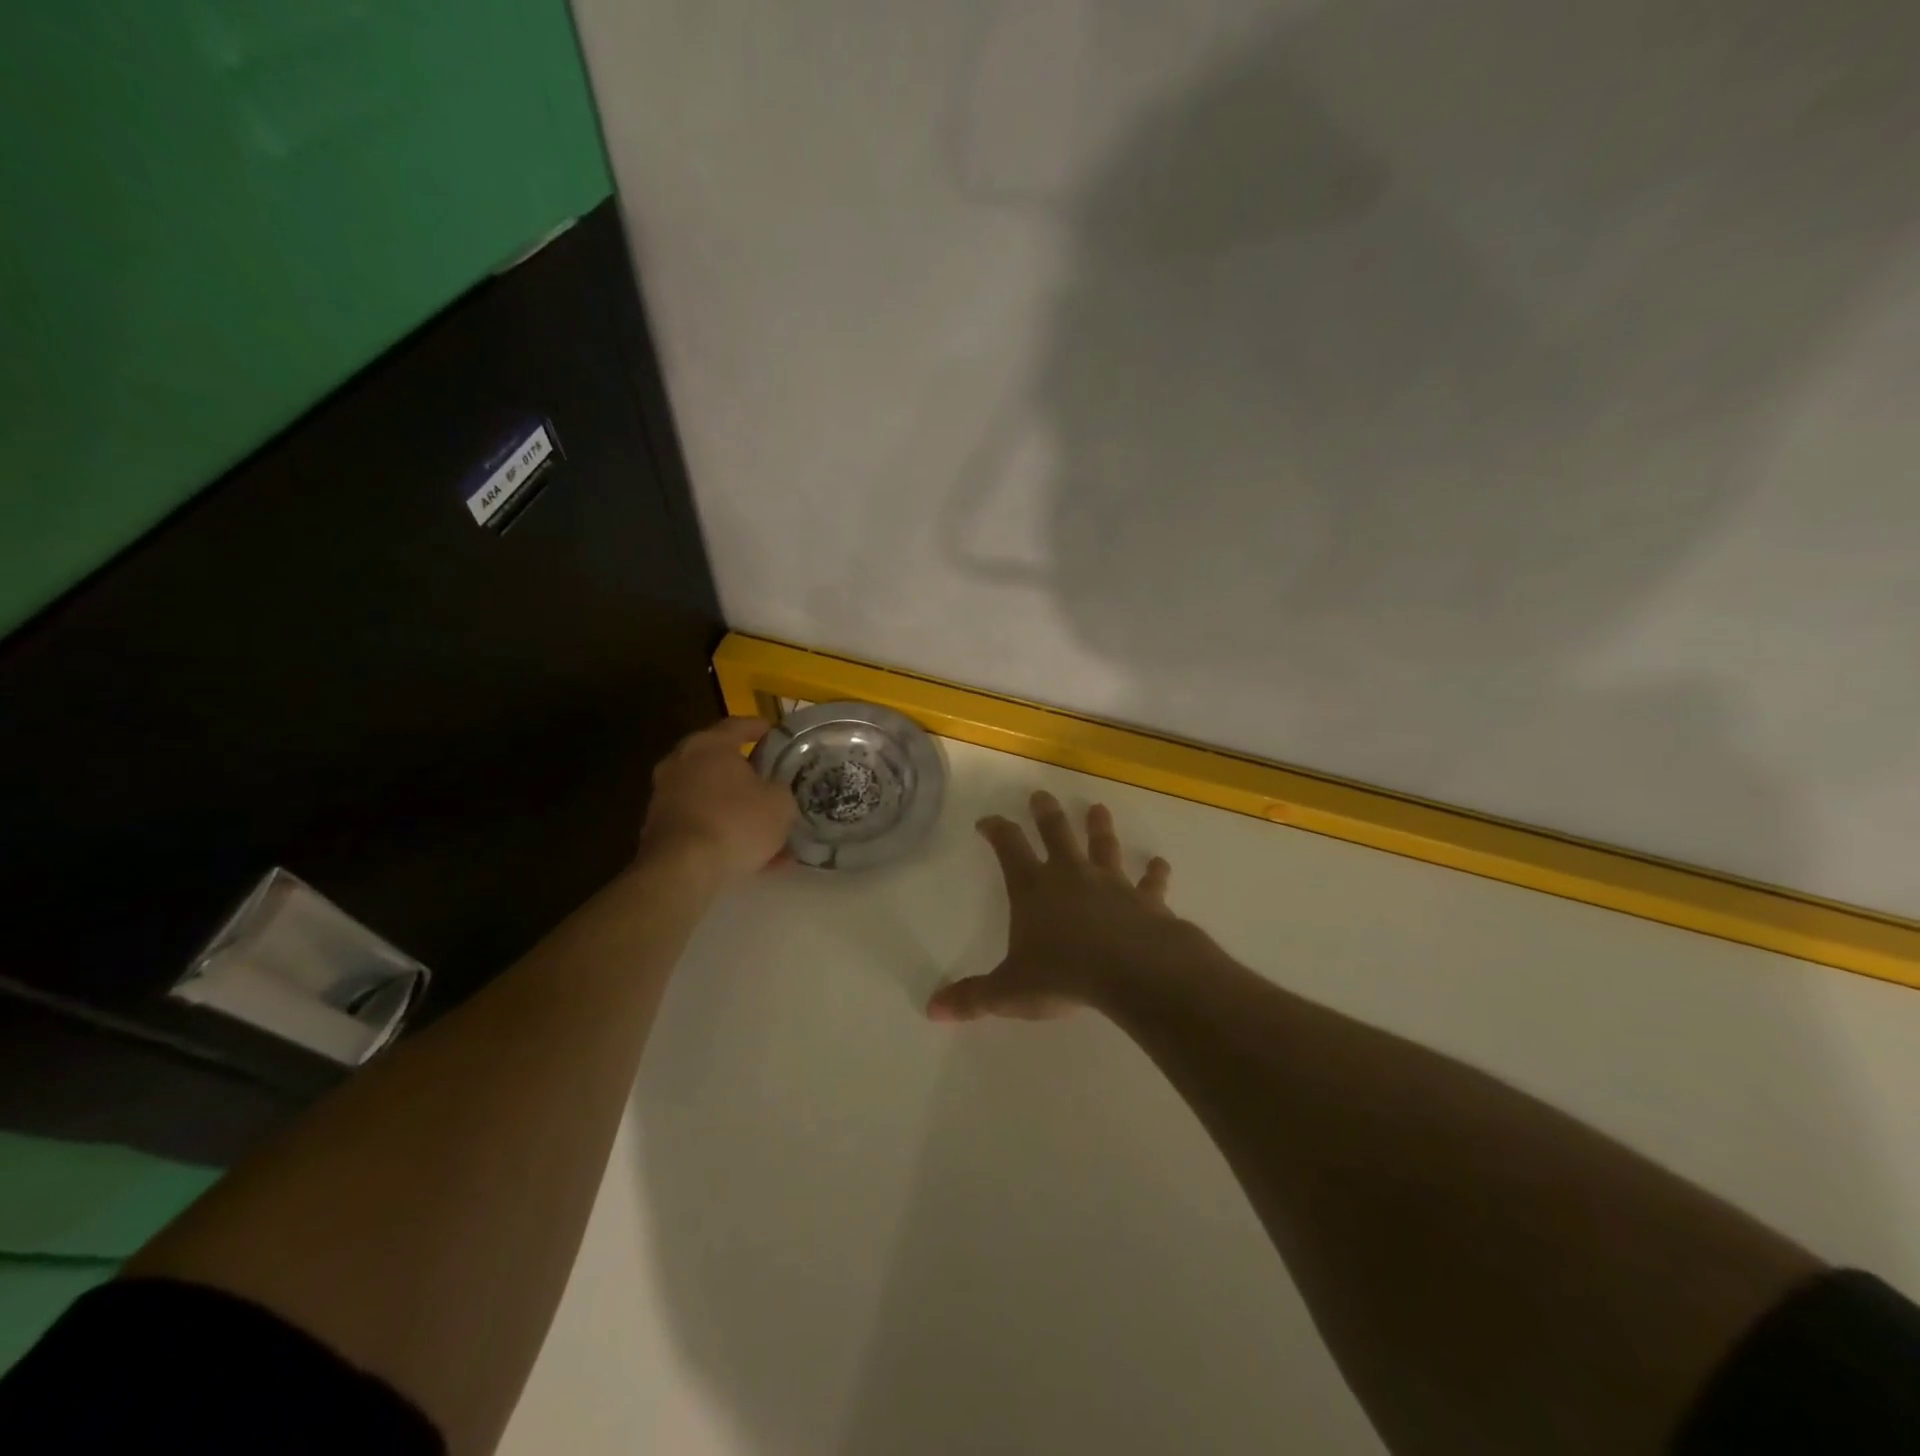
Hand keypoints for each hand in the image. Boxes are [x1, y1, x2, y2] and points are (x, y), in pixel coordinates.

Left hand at [639, 718, 794, 881]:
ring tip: (762, 828)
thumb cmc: (735, 822)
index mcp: (709, 745)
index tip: (773, 731)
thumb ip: (781, 790)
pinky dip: (720, 831)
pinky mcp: (658, 827)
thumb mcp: (780, 804)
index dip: (758, 728)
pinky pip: (699, 822)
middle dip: (744, 771)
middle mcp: (680, 762)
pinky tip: (744, 854)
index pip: (737, 725)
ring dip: (733, 807)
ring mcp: (664, 795)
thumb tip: (774, 792)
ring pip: (709, 795)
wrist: (682, 869)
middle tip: (768, 779)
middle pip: (718, 760)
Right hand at [927, 791, 1182, 1021]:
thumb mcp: (1010, 991)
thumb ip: (973, 998)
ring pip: (1103, 846)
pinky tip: (1160, 863)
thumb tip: (933, 1009)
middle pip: (1056, 833)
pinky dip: (1155, 873)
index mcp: (1033, 888)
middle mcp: (1070, 875)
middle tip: (1041, 794)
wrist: (1131, 971)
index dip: (996, 830)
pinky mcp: (1145, 899)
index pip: (1009, 847)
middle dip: (1046, 813)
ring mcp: (1111, 883)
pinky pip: (1150, 883)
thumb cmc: (1064, 975)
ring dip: (1100, 827)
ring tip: (1098, 808)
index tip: (987, 820)